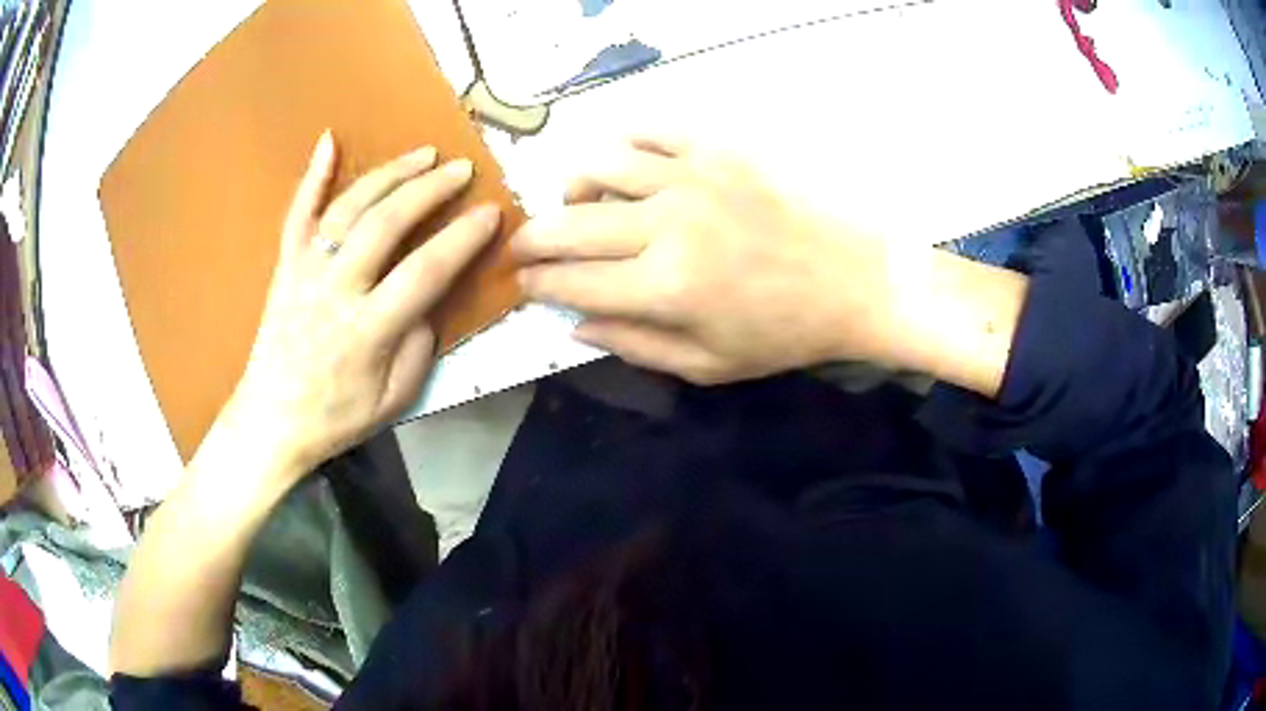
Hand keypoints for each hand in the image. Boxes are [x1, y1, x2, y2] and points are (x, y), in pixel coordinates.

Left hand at [220, 132, 499, 481]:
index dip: (463, 238)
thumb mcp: (393, 401)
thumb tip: (427, 304)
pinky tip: (329, 140)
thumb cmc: (335, 417)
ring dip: (388, 174)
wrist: (271, 421)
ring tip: (422, 154)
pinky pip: (297, 215)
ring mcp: (306, 272)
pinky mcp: (286, 267)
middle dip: (430, 189)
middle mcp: (336, 290)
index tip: (491, 213)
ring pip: (349, 209)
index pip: (426, 271)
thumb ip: (418, 350)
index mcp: (369, 330)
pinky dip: (313, 176)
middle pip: (386, 224)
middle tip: (461, 168)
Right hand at [513, 137, 897, 384]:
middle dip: (530, 238)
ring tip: (579, 203)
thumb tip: (573, 325)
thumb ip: (635, 345)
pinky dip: (624, 142)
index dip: (535, 283)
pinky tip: (626, 163)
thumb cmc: (785, 333)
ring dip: (574, 187)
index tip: (522, 283)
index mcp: (665, 289)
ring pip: (599, 164)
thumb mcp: (710, 365)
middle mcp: (667, 226)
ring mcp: (693, 178)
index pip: (571, 282)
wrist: (855, 281)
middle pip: (569, 223)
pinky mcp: (719, 149)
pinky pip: (650, 129)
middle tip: (522, 246)